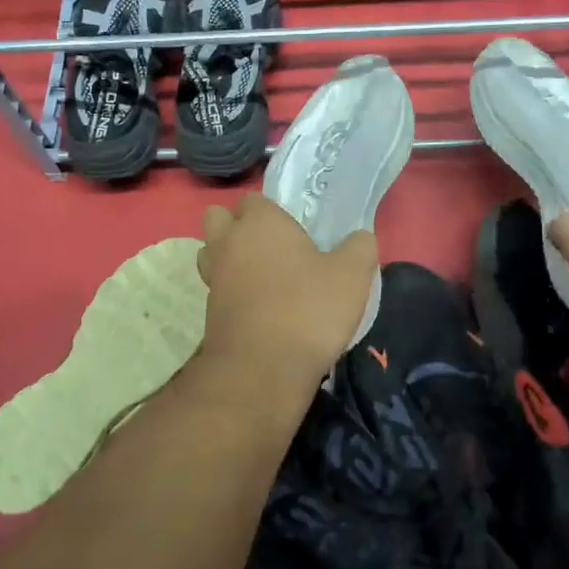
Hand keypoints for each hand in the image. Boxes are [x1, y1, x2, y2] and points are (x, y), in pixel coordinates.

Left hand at [195, 194, 377, 391]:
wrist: (262, 368)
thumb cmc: (308, 309)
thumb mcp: (352, 275)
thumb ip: (359, 247)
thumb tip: (360, 238)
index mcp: (260, 222)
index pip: (254, 199)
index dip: (273, 211)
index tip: (297, 230)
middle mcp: (229, 242)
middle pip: (219, 218)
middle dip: (237, 226)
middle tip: (272, 247)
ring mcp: (213, 277)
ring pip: (212, 252)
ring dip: (229, 257)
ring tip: (262, 275)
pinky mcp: (208, 310)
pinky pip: (217, 287)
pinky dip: (232, 290)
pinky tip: (260, 306)